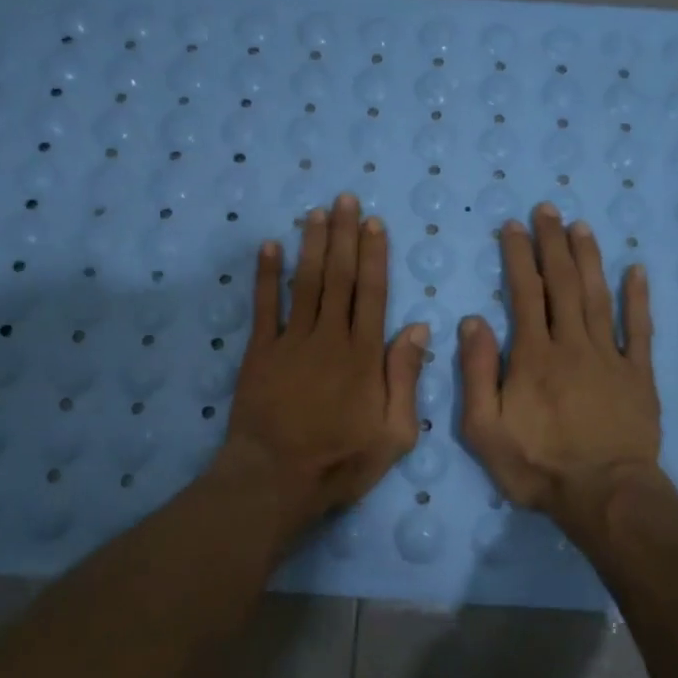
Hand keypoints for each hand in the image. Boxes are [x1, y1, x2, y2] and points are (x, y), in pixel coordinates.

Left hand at [217, 192, 427, 545]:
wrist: (276, 478)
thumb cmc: (340, 461)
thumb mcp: (394, 433)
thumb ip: (405, 378)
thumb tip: (417, 327)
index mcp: (364, 354)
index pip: (373, 292)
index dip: (374, 254)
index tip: (373, 222)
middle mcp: (329, 337)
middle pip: (340, 277)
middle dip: (344, 235)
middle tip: (344, 199)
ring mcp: (291, 342)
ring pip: (306, 283)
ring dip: (312, 245)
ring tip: (317, 212)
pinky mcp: (260, 352)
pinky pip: (264, 306)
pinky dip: (267, 275)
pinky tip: (270, 246)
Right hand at [459, 204, 664, 541]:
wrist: (604, 496)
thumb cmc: (537, 466)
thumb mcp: (484, 429)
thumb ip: (476, 373)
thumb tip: (472, 321)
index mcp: (532, 356)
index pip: (524, 293)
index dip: (518, 256)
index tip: (513, 227)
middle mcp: (572, 344)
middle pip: (562, 283)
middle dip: (552, 243)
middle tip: (548, 209)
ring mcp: (610, 356)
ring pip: (598, 296)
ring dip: (588, 258)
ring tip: (581, 227)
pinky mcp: (638, 375)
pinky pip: (640, 329)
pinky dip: (638, 298)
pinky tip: (636, 270)